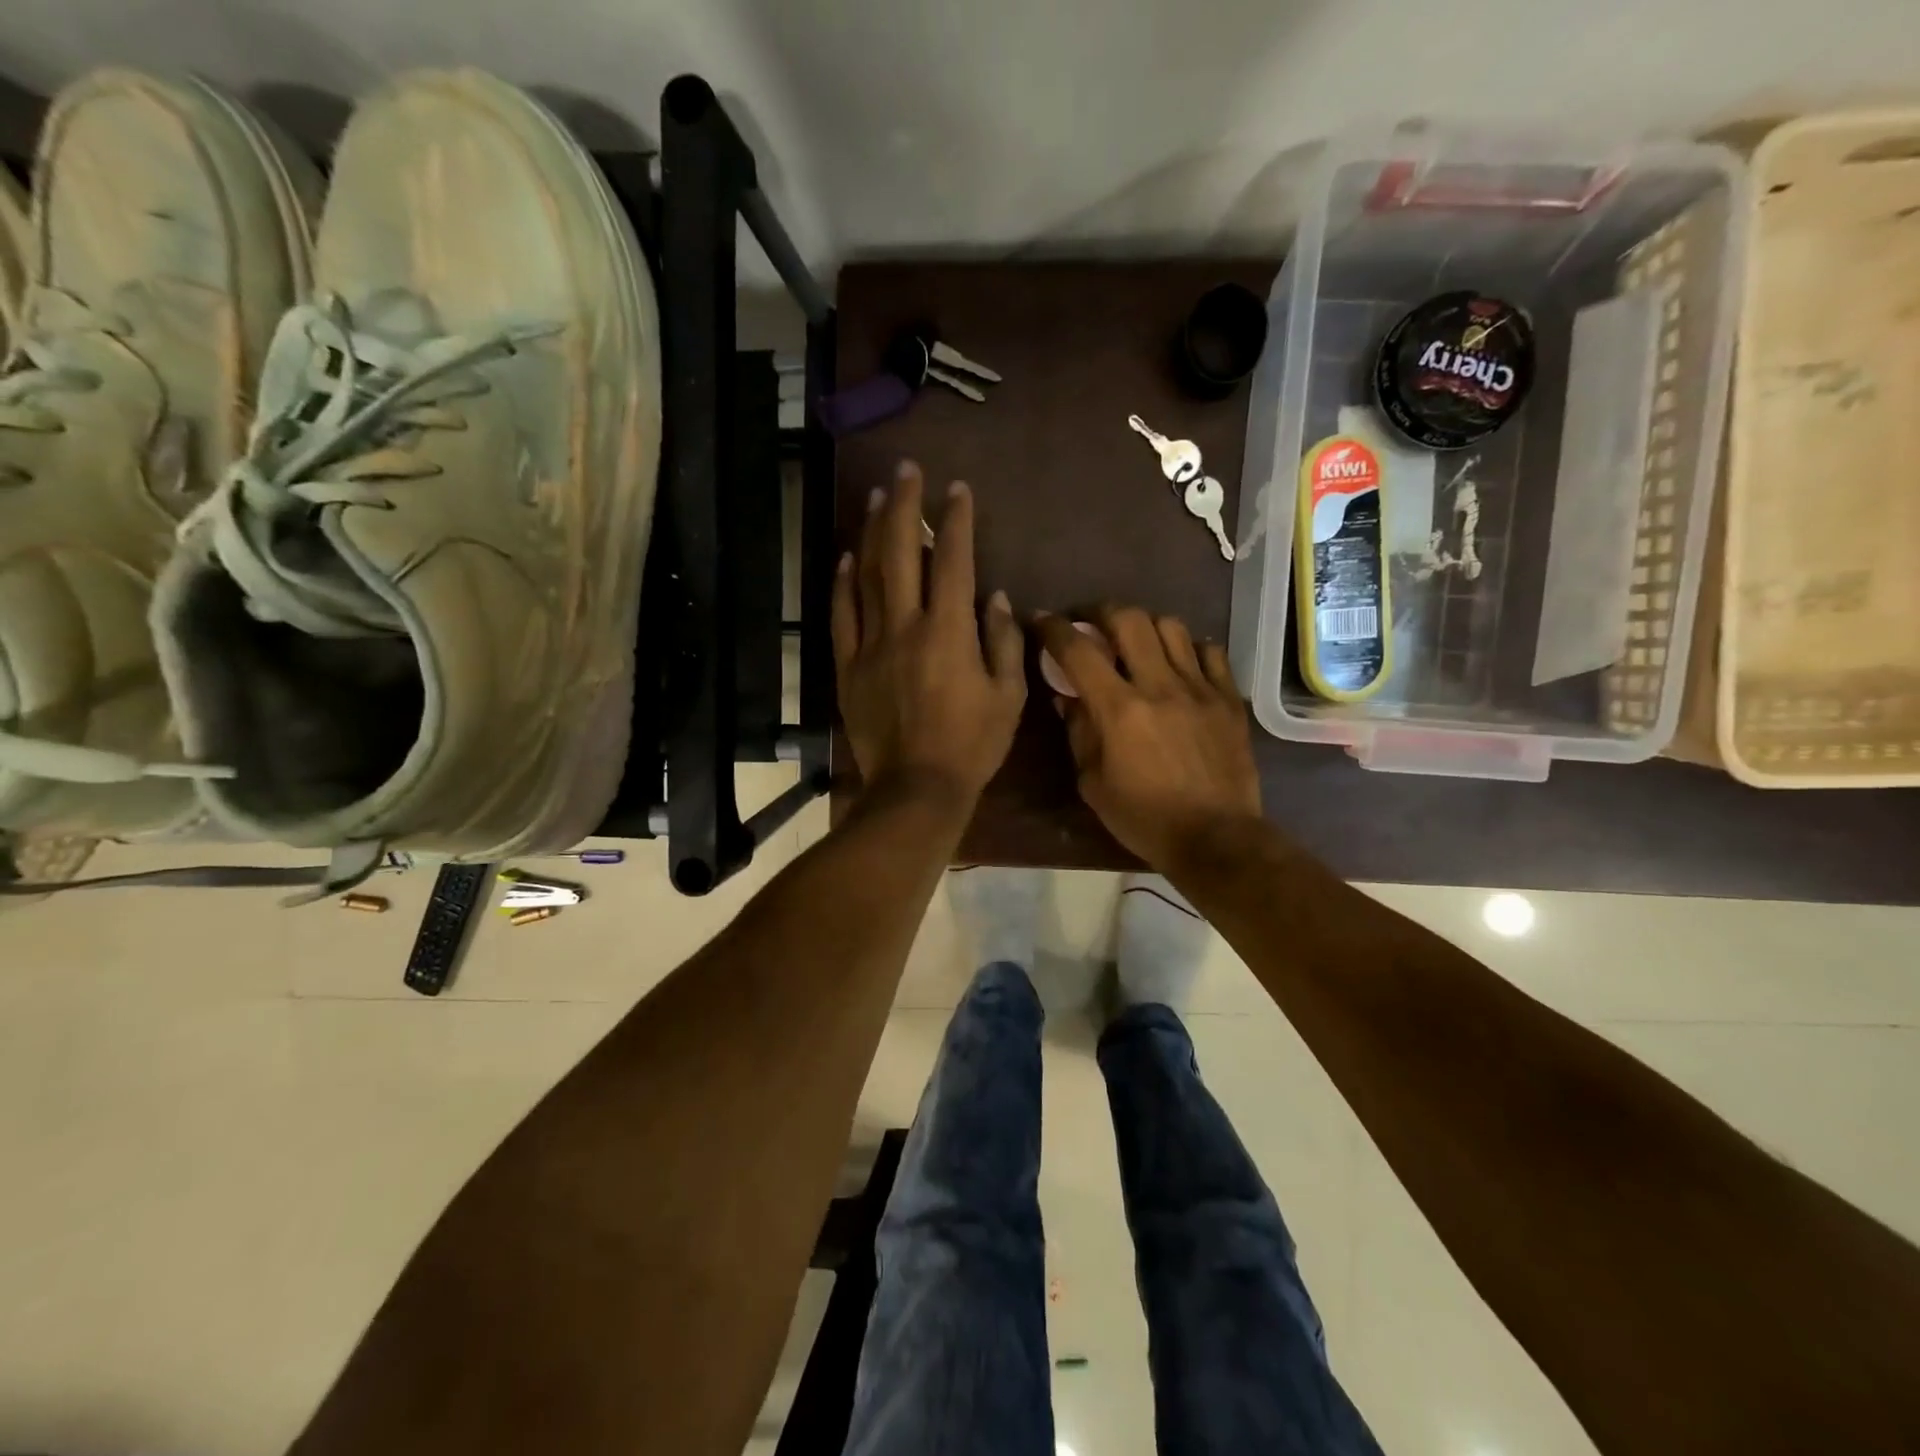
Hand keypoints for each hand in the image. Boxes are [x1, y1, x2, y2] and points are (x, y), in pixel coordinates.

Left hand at [832, 461, 1025, 808]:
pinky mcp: (848, 666)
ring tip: (878, 498)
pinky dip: (843, 583)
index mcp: (949, 632)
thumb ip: (1003, 641)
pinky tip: (847, 557)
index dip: (956, 520)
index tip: (957, 489)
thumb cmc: (972, 745)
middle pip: (902, 552)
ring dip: (873, 532)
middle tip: (907, 470)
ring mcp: (871, 644)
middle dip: (906, 506)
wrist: (916, 789)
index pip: (954, 561)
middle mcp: (906, 626)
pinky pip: (841, 615)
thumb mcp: (1008, 696)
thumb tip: (995, 597)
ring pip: (867, 575)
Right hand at [1035, 606, 1261, 869]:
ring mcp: (1200, 688)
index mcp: (1119, 710)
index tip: (1041, 621)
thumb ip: (1078, 732)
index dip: (1053, 629)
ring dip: (1144, 626)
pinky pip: (1209, 651)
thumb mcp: (1093, 783)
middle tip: (1090, 625)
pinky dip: (1187, 648)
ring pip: (1170, 627)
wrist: (1216, 838)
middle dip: (1100, 612)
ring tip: (1135, 642)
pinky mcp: (1228, 698)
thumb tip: (1067, 696)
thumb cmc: (1144, 818)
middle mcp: (1159, 686)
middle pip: (1128, 619)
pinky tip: (1178, 664)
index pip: (1078, 650)